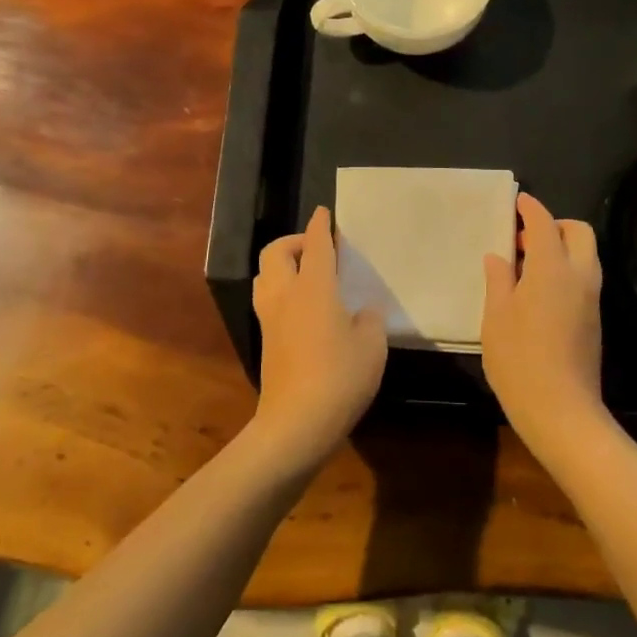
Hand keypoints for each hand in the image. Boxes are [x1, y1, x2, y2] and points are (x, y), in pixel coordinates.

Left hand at [250, 206, 386, 469]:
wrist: (296, 424)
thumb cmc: (340, 377)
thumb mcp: (372, 346)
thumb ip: (369, 319)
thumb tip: (360, 312)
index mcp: (313, 287)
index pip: (315, 245)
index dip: (320, 225)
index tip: (325, 212)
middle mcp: (285, 295)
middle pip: (276, 252)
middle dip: (294, 241)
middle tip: (318, 249)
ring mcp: (270, 318)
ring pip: (265, 275)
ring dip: (282, 265)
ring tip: (307, 274)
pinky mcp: (266, 341)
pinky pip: (268, 299)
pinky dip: (281, 289)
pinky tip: (304, 307)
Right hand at [482, 193, 607, 458]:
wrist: (561, 410)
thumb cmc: (519, 360)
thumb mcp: (496, 317)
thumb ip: (499, 279)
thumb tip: (499, 256)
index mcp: (552, 268)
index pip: (545, 223)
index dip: (531, 209)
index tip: (517, 202)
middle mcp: (579, 276)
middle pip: (578, 232)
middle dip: (555, 225)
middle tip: (524, 239)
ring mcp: (592, 298)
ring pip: (585, 255)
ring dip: (562, 248)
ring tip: (527, 266)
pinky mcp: (594, 319)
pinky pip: (584, 277)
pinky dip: (566, 269)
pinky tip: (539, 291)